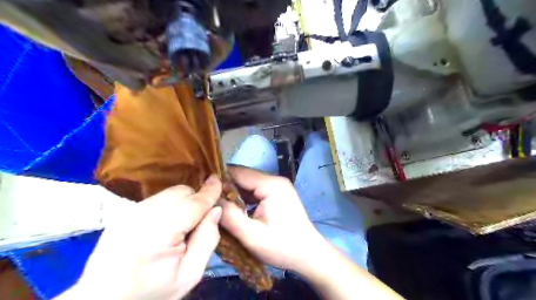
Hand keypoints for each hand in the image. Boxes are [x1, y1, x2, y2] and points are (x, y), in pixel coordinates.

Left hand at [72, 174, 222, 297]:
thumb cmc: (152, 291)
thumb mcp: (190, 274)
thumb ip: (207, 239)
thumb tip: (216, 210)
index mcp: (161, 231)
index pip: (194, 202)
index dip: (210, 191)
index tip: (219, 180)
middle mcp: (144, 214)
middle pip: (182, 192)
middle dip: (196, 199)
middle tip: (199, 221)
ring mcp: (132, 211)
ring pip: (170, 192)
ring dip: (183, 201)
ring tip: (182, 225)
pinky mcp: (125, 212)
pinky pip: (158, 198)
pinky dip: (169, 204)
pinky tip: (166, 224)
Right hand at [217, 166, 326, 274]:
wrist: (309, 254)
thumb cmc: (282, 247)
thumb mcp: (251, 236)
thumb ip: (229, 216)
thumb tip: (211, 200)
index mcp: (271, 185)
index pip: (239, 172)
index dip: (219, 179)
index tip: (202, 189)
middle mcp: (275, 180)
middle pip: (243, 177)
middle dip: (225, 187)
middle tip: (207, 199)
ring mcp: (277, 186)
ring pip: (248, 184)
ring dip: (234, 193)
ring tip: (216, 204)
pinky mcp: (277, 194)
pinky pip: (255, 191)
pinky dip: (243, 198)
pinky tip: (233, 208)